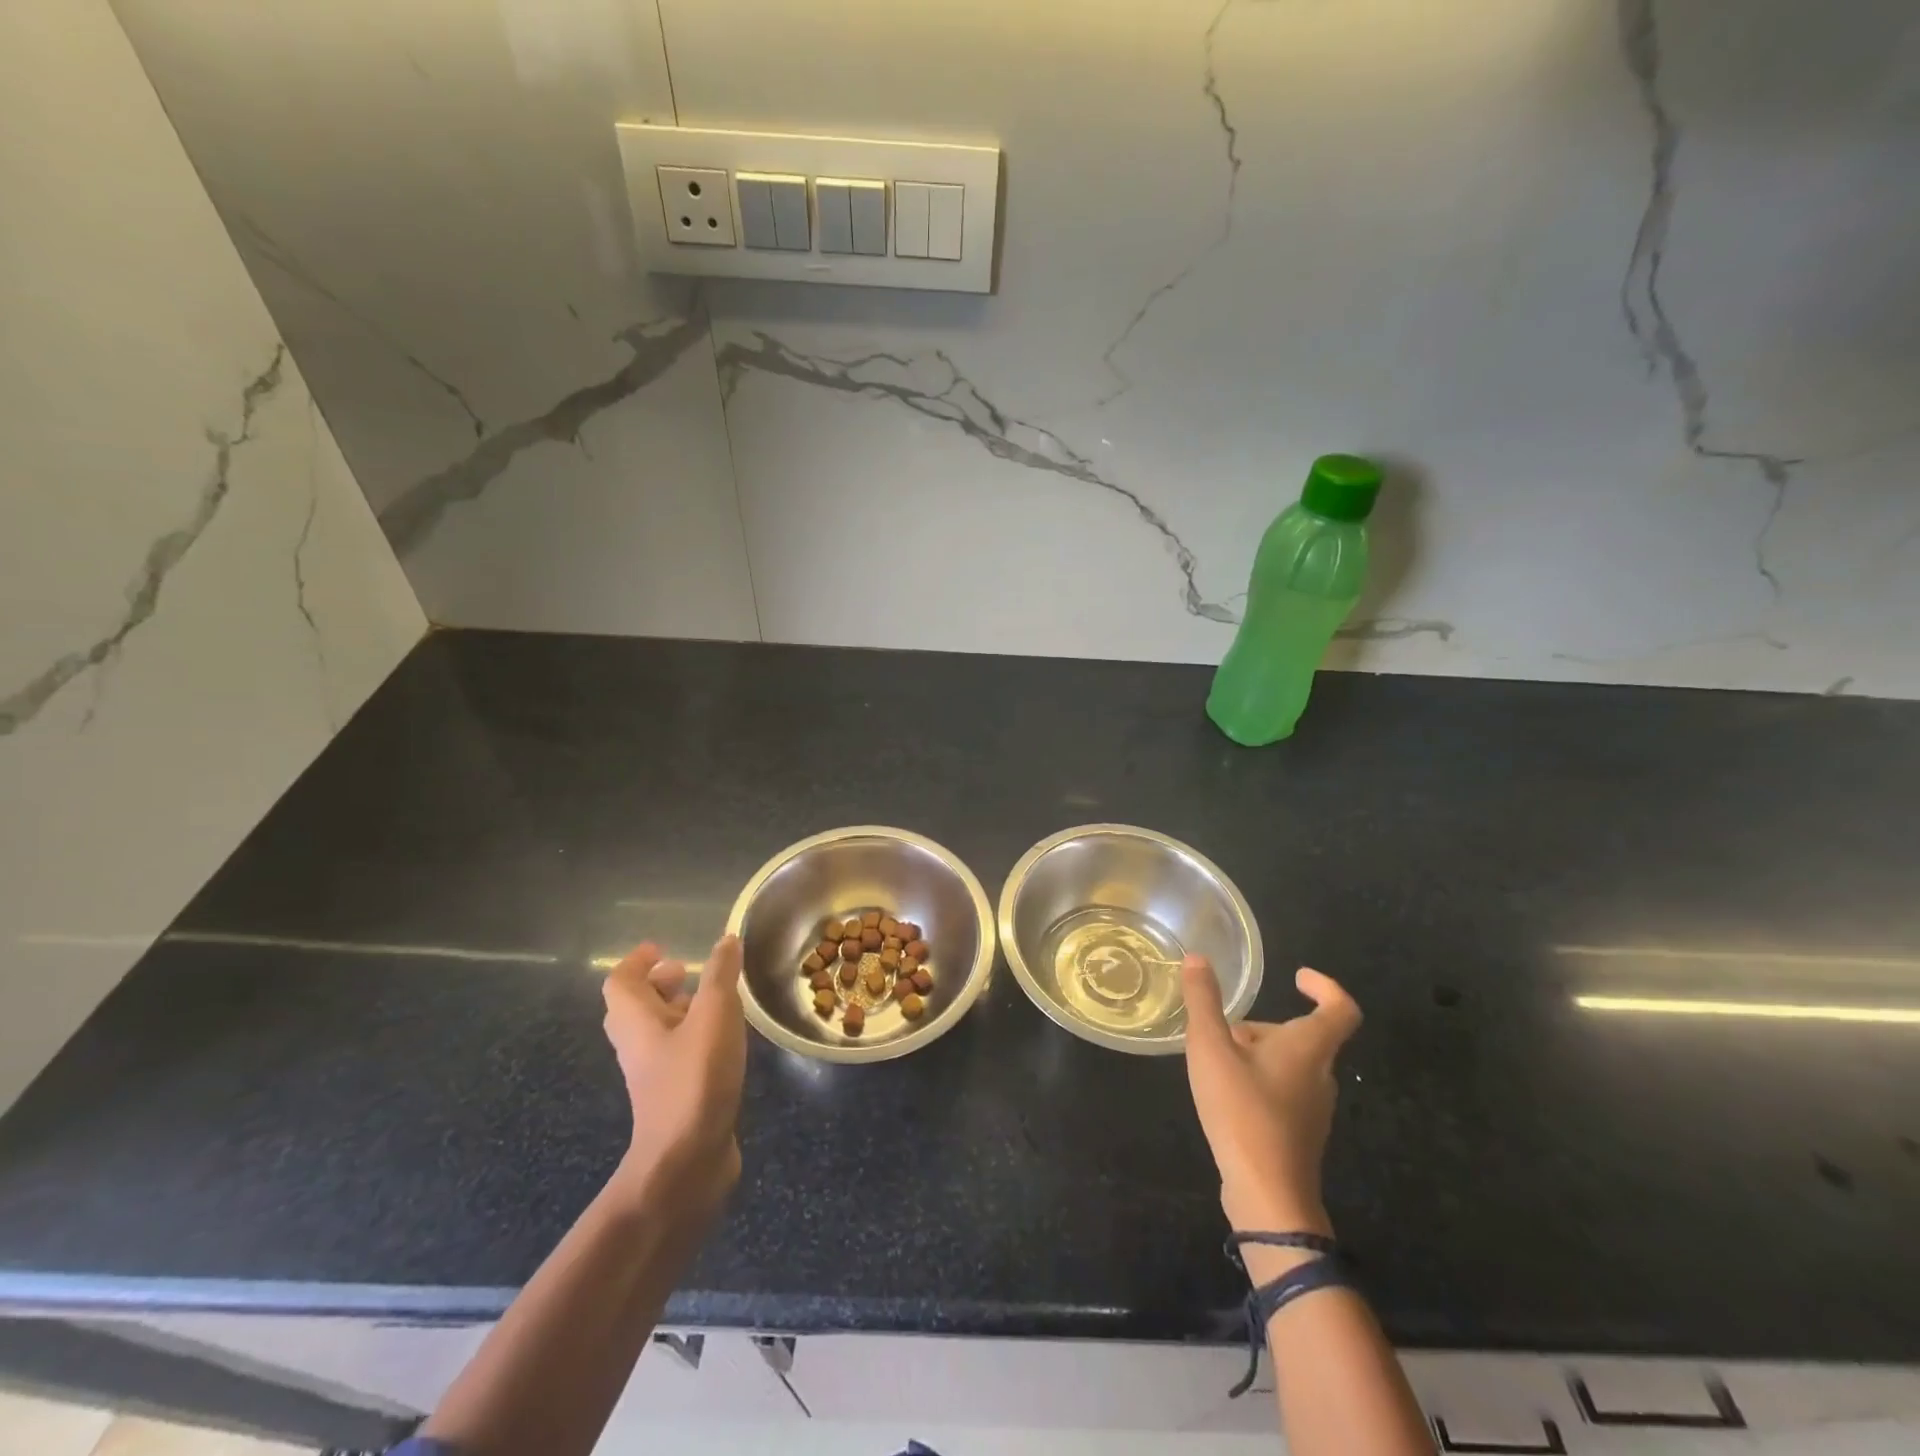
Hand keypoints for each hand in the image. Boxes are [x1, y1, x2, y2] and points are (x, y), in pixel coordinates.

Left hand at [601, 935, 745, 1223]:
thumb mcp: (714, 1015)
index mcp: (636, 1023)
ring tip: (715, 1001)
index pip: (621, 982)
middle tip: (688, 972)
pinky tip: (725, 1040)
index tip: (662, 948)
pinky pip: (676, 1055)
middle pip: (635, 1007)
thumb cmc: (694, 1079)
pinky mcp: (673, 1097)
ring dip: (679, 1011)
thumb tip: (726, 940)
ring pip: (657, 1032)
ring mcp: (653, 1075)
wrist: (685, 1163)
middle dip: (659, 985)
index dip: (638, 962)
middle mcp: (637, 1046)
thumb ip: (721, 975)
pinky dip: (694, 1038)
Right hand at [1182, 957, 1360, 1234]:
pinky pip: (1283, 1090)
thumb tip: (1197, 959)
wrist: (1268, 1197)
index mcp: (1309, 1049)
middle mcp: (1320, 1075)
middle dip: (1263, 1026)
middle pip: (1303, 1036)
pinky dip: (1257, 1079)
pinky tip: (1224, 1094)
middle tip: (1223, 1029)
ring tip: (1214, 1061)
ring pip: (1290, 1064)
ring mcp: (1314, 1109)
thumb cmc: (1243, 1113)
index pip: (1340, 1008)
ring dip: (1256, 1053)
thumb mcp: (1211, 1049)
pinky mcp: (1300, 1133)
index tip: (1297, 977)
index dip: (1325, 986)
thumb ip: (1203, 1002)